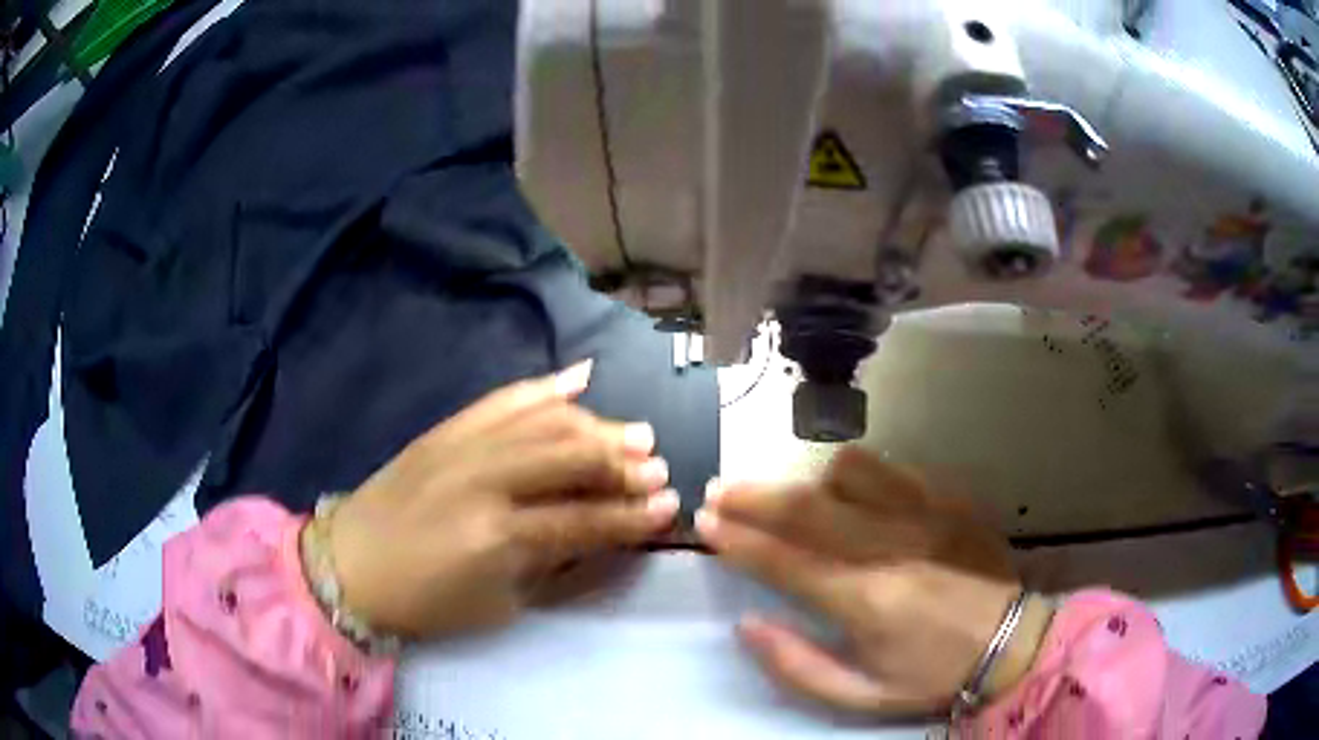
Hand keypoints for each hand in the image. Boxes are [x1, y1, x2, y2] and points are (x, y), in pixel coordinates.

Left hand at [326, 360, 679, 638]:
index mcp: (498, 535)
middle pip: (570, 456)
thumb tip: (605, 539)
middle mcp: (485, 478)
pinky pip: (503, 398)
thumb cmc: (426, 602)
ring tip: (634, 433)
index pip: (583, 518)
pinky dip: (545, 387)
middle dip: (622, 462)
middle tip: (658, 466)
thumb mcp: (499, 606)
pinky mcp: (446, 428)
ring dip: (597, 424)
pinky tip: (581, 378)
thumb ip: (556, 569)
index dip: (631, 516)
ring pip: (545, 420)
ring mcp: (463, 444)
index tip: (670, 508)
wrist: (350, 566)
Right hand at [697, 446, 1051, 715]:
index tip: (705, 523)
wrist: (1012, 642)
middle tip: (720, 491)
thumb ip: (796, 665)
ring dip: (808, 483)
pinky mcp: (948, 500)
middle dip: (754, 497)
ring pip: (849, 473)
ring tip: (792, 499)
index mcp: (867, 602)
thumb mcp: (860, 696)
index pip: (785, 561)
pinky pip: (891, 468)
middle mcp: (892, 548)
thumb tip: (747, 624)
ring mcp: (925, 515)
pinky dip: (856, 475)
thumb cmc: (932, 676)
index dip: (739, 540)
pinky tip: (848, 490)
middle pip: (808, 508)